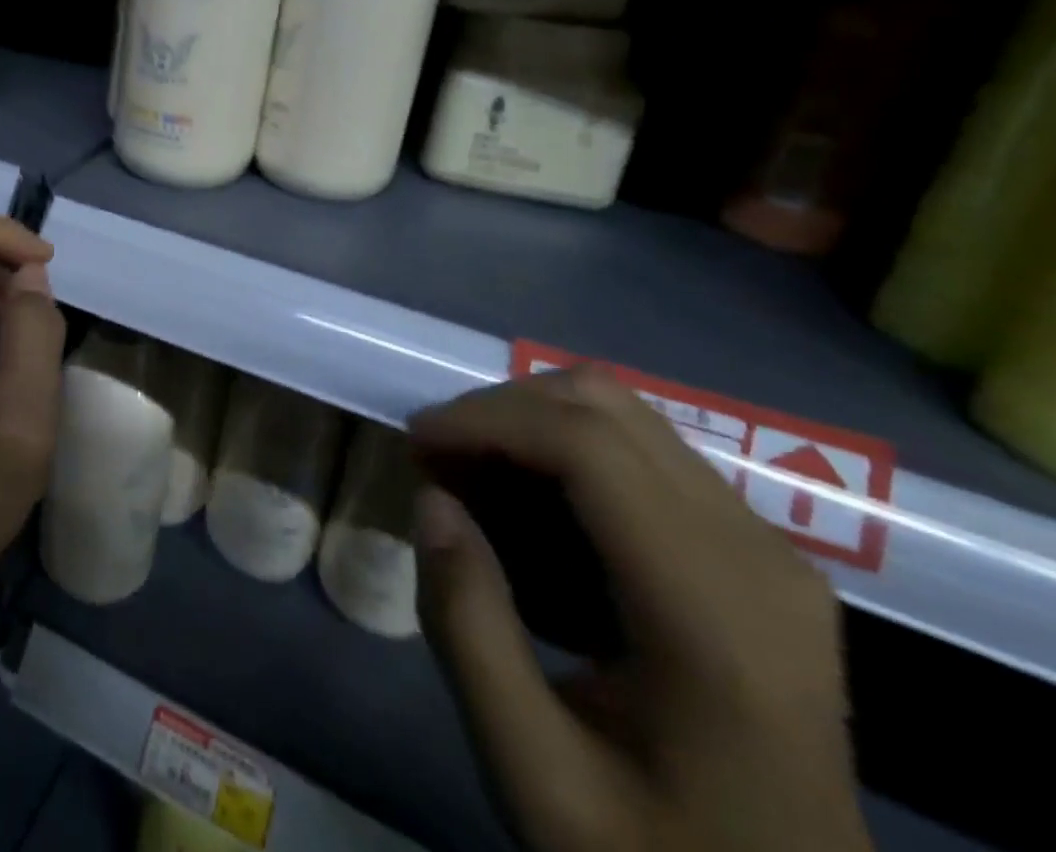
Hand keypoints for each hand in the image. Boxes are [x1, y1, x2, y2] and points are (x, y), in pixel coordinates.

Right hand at [408, 367, 871, 851]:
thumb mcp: (535, 775)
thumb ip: (469, 631)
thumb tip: (431, 501)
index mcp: (714, 618)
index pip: (587, 446)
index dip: (485, 420)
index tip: (414, 444)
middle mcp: (757, 555)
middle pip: (605, 405)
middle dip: (498, 410)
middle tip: (435, 461)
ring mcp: (767, 546)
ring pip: (622, 411)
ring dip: (528, 420)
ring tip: (470, 473)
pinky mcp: (756, 548)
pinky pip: (641, 447)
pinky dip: (563, 445)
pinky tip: (526, 499)